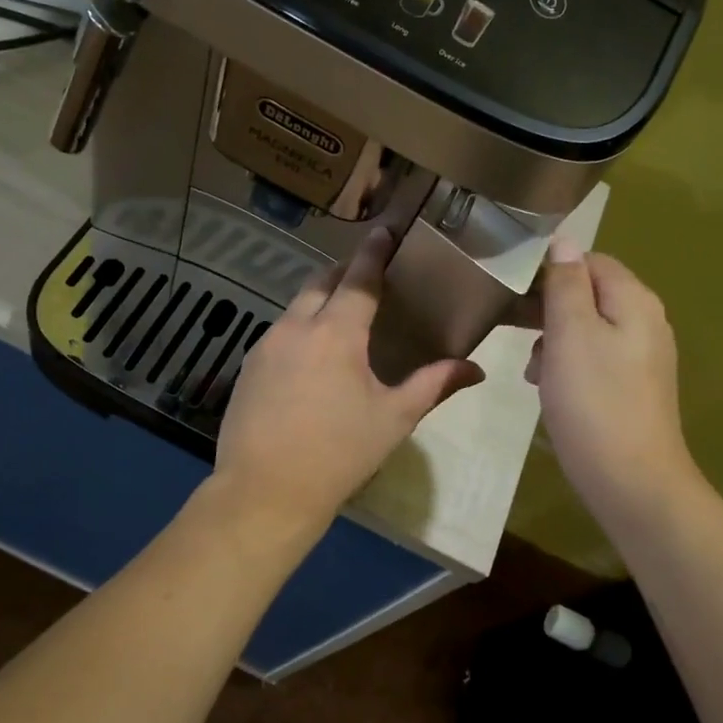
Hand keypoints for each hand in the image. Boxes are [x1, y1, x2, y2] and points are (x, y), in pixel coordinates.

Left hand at [215, 228, 484, 527]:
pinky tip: (311, 358)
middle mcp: (296, 327)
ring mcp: (266, 345)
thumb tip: (474, 369)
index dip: (374, 251)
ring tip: (342, 318)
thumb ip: (433, 385)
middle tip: (368, 277)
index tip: (384, 230)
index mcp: (336, 333)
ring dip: (320, 301)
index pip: (359, 277)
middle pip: (321, 282)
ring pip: (296, 307)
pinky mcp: (248, 367)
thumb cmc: (338, 454)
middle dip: (345, 272)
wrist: (264, 492)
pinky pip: (279, 333)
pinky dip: (300, 329)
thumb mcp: (393, 419)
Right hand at [528, 241, 696, 523]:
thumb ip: (566, 284)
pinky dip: (567, 366)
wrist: (632, 481)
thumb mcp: (571, 334)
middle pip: (589, 294)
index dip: (550, 270)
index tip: (513, 292)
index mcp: (634, 301)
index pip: (590, 261)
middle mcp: (645, 322)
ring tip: (532, 370)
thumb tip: (563, 241)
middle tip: (512, 330)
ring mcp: (641, 357)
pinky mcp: (632, 388)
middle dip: (548, 310)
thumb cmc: (595, 402)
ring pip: (586, 329)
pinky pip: (593, 360)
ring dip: (553, 341)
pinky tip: (549, 390)